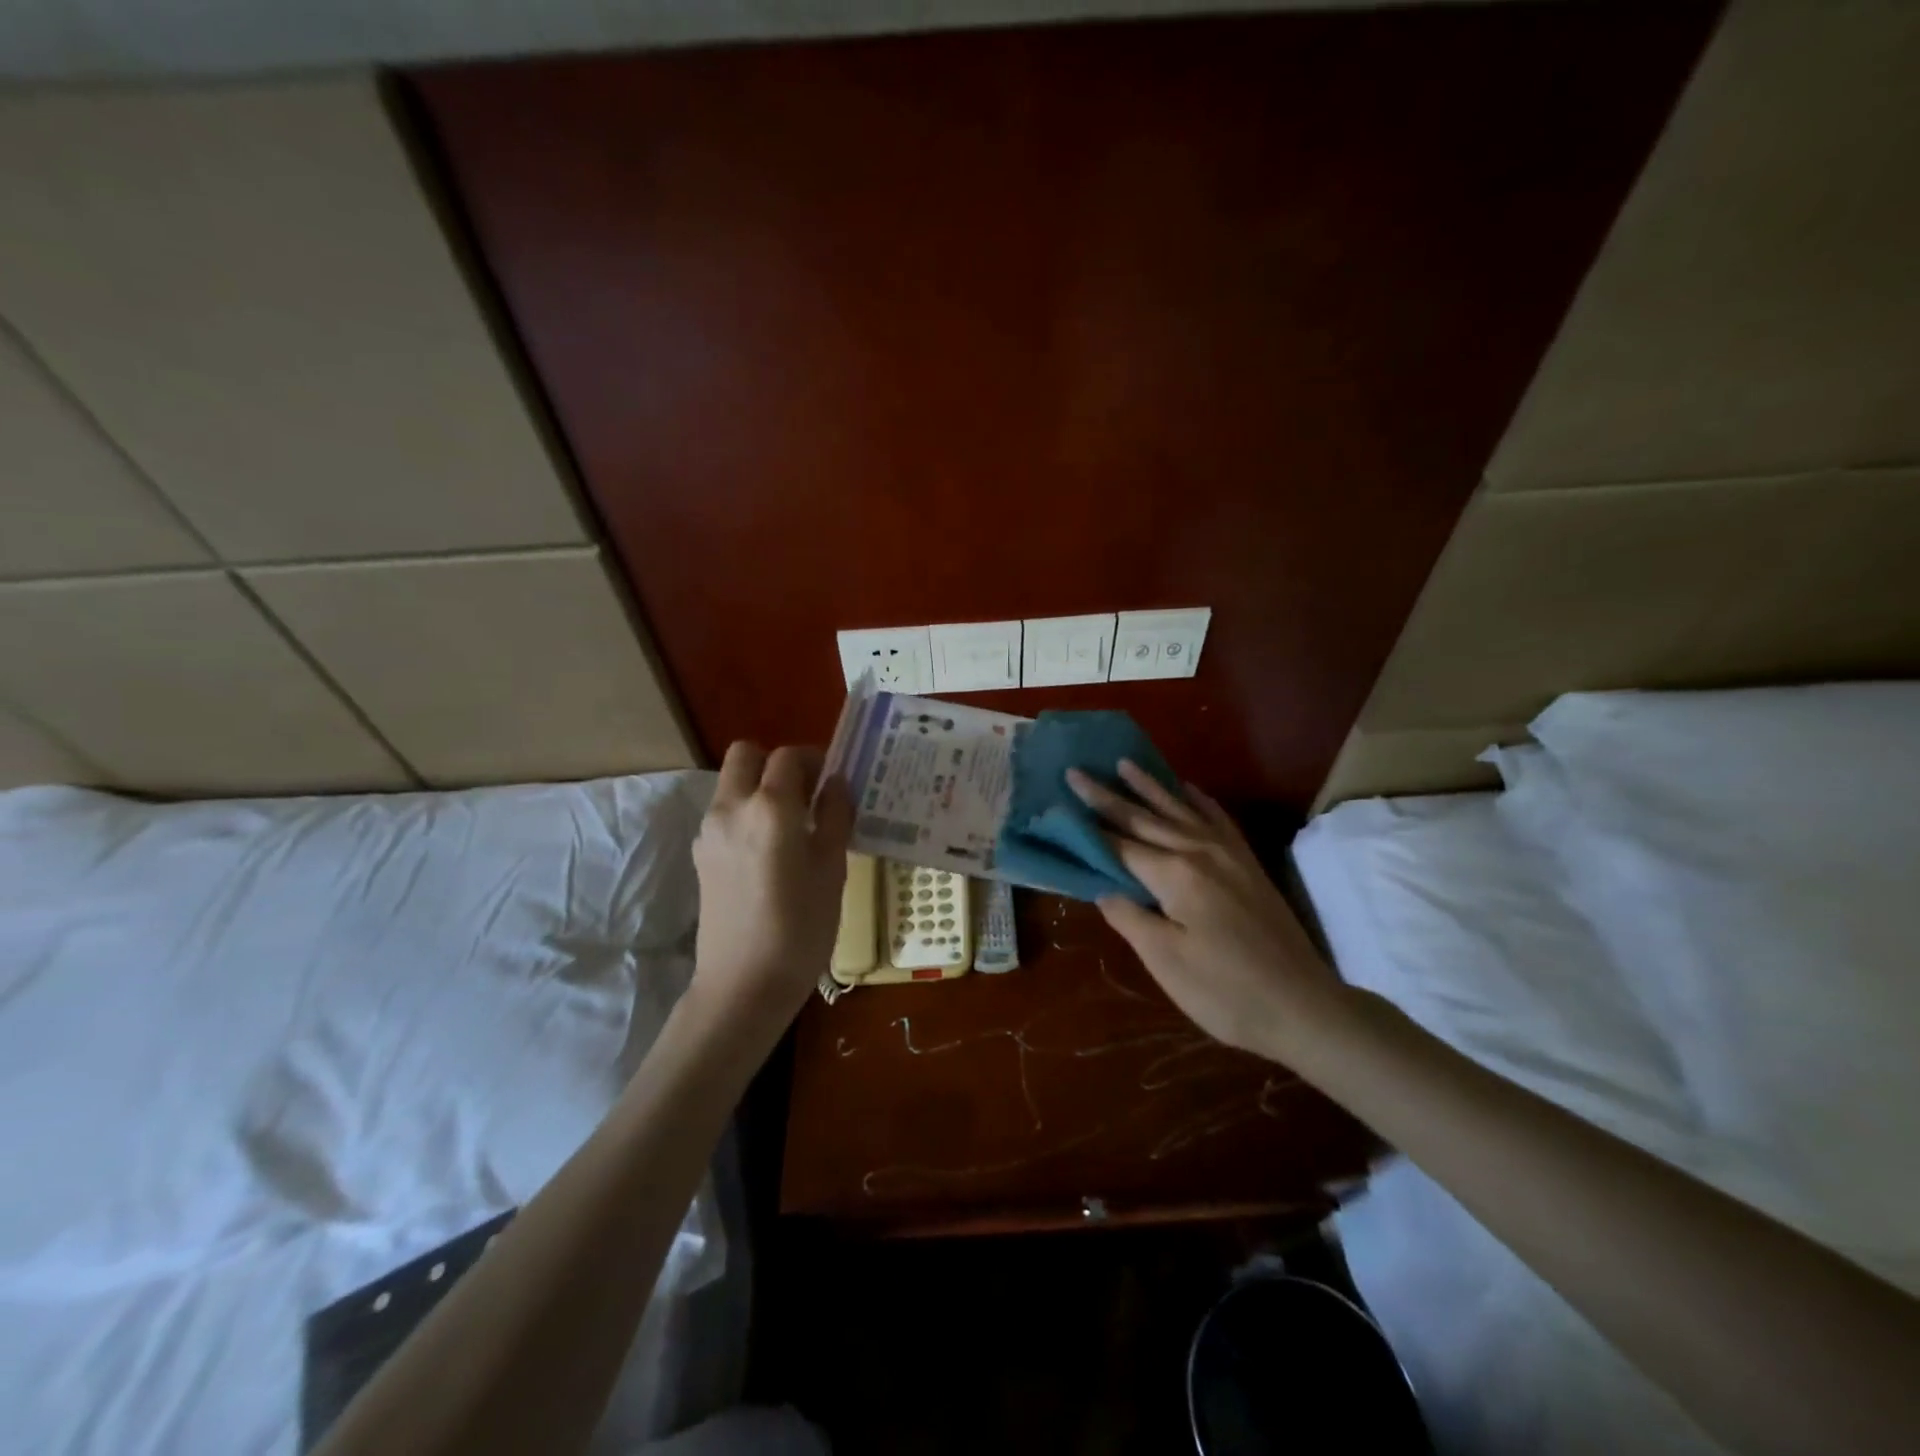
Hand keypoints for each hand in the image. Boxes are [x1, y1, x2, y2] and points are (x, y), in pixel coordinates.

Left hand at [690, 743, 852, 1030]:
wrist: (744, 985)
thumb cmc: (801, 928)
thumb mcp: (832, 869)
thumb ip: (835, 816)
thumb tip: (837, 783)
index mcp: (770, 808)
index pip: (788, 756)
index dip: (814, 759)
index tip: (833, 780)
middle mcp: (732, 808)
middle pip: (745, 755)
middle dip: (775, 763)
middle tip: (805, 792)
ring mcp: (709, 831)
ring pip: (731, 784)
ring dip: (759, 787)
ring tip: (792, 825)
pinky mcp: (701, 855)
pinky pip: (724, 813)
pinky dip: (746, 814)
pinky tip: (770, 852)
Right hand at [1067, 760, 1345, 1060]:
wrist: (1303, 1007)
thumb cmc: (1225, 990)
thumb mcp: (1165, 960)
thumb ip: (1129, 917)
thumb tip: (1103, 888)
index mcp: (1175, 874)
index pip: (1120, 843)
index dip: (1088, 824)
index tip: (1061, 798)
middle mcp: (1200, 851)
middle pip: (1145, 818)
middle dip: (1108, 795)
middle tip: (1078, 771)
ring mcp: (1229, 855)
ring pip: (1180, 810)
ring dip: (1150, 786)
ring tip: (1124, 763)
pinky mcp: (1248, 864)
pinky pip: (1218, 819)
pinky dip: (1198, 800)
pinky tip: (1188, 788)